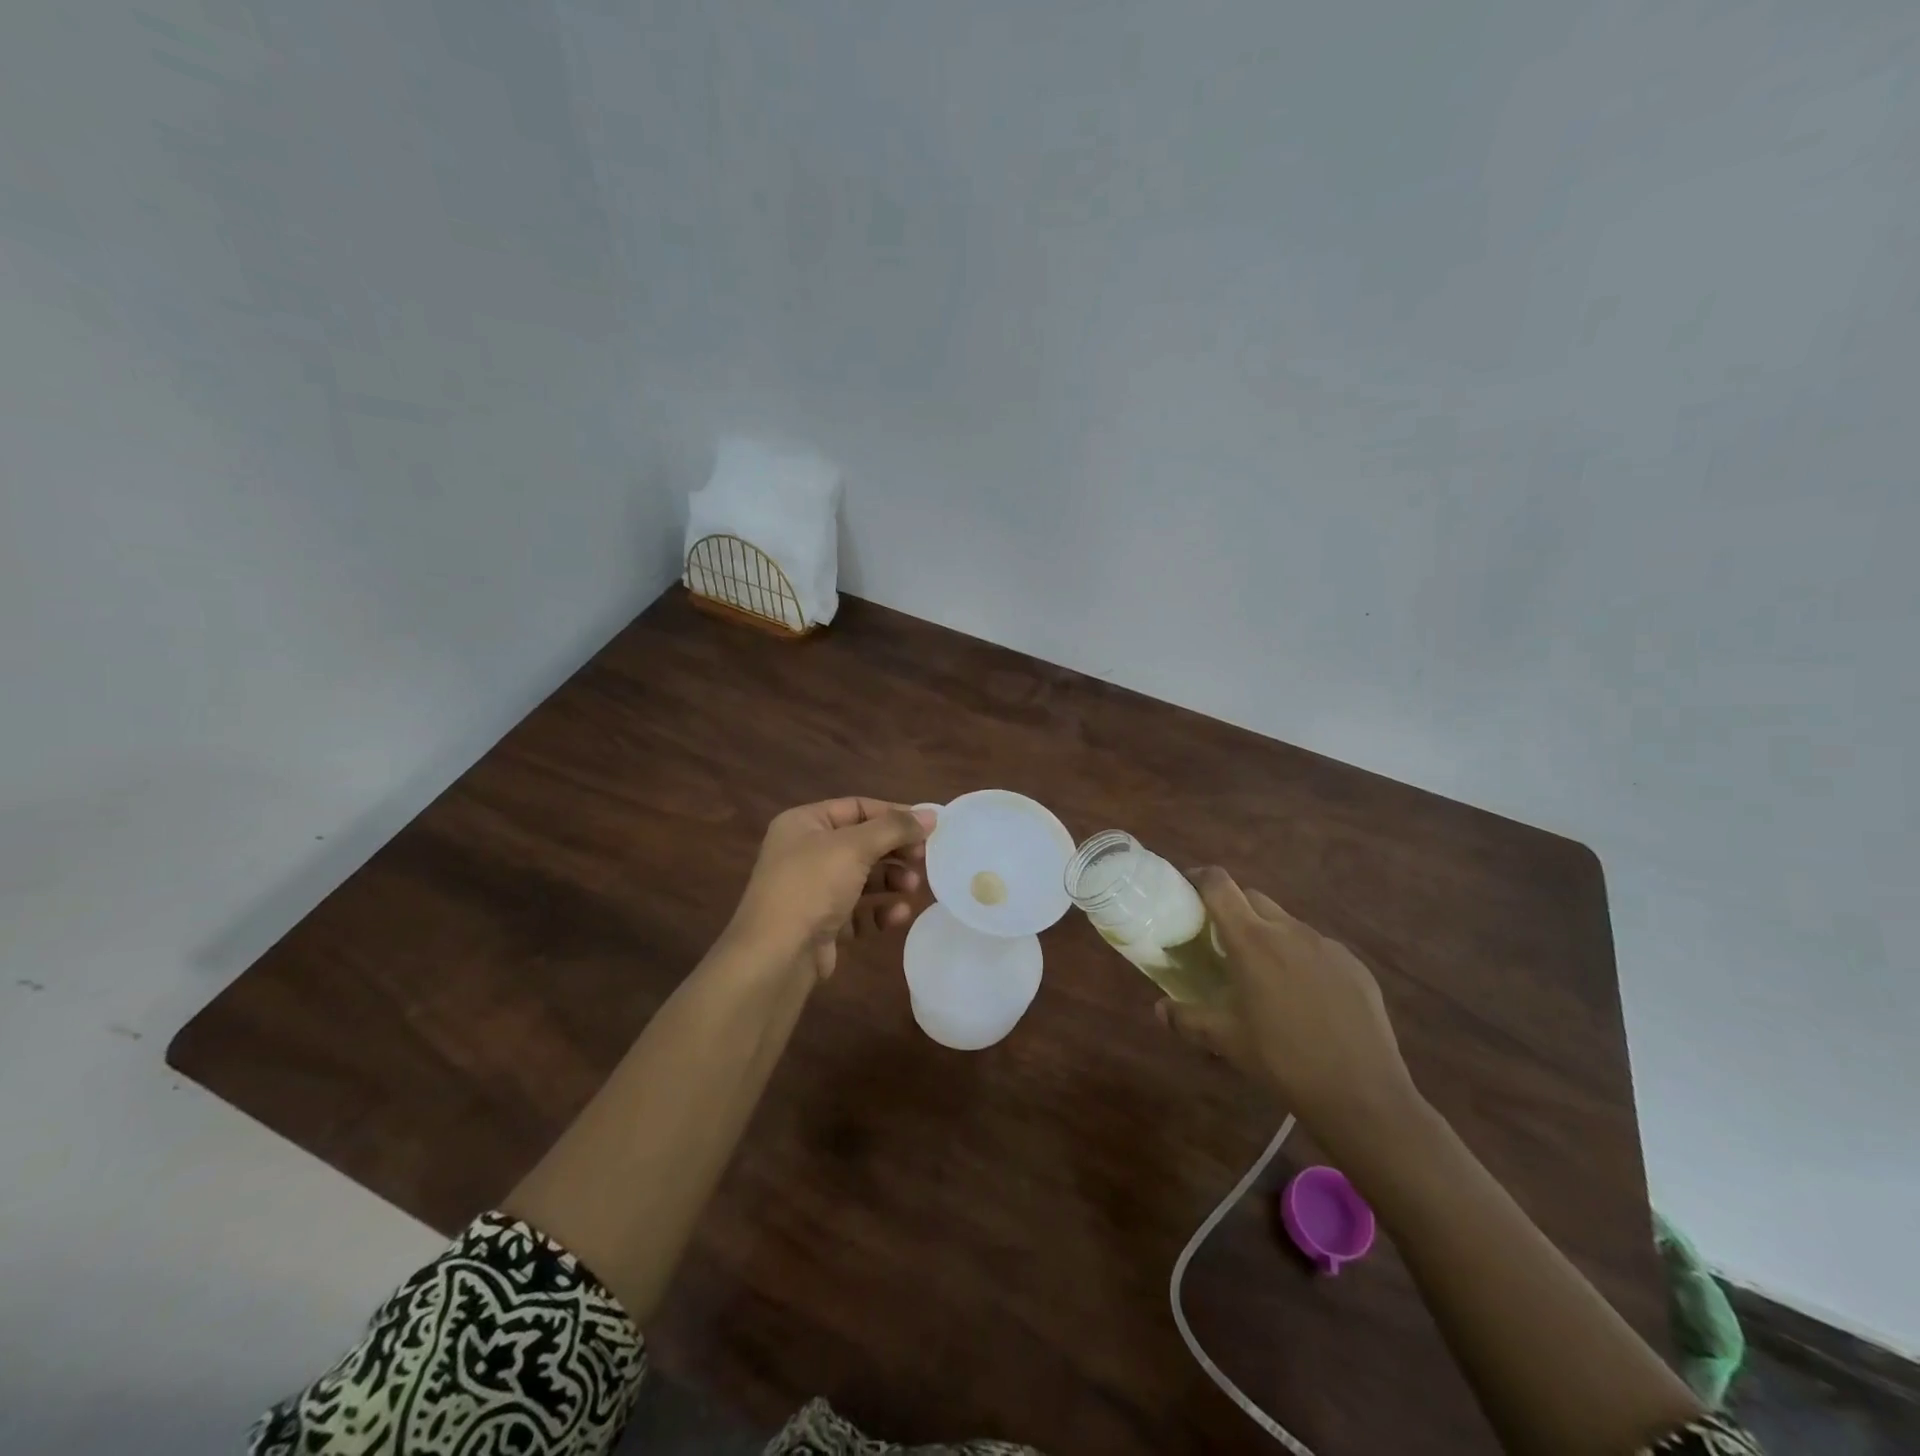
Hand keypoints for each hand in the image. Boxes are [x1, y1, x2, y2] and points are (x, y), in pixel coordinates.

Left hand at [727, 798, 934, 979]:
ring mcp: (812, 891)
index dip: (894, 814)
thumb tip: (931, 815)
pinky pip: (858, 911)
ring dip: (892, 880)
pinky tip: (899, 915)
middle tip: (925, 858)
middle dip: (895, 850)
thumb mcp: (854, 847)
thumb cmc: (812, 886)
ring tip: (913, 887)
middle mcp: (805, 853)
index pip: (857, 807)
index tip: (928, 826)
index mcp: (803, 824)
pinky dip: (880, 911)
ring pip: (863, 878)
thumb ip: (895, 828)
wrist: (776, 956)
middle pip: (862, 843)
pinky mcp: (822, 924)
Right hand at [1158, 867, 1415, 1142]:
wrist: (1362, 1094)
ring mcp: (1326, 945)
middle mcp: (1289, 930)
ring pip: (1286, 923)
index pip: (1219, 885)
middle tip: (1220, 939)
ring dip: (1267, 934)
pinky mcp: (1354, 965)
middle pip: (1252, 897)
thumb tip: (1160, 1009)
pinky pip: (1317, 947)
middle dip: (1232, 907)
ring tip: (1263, 972)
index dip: (1199, 878)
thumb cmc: (1282, 1060)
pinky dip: (1300, 957)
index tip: (1186, 888)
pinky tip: (1304, 996)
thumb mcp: (1225, 1041)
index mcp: (1252, 940)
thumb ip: (1187, 1019)